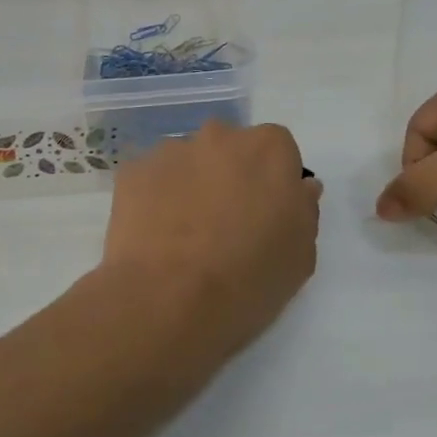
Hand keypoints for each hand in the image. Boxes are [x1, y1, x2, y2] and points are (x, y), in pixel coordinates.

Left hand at [103, 121, 323, 356]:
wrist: (168, 300)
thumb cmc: (248, 279)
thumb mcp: (300, 255)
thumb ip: (304, 209)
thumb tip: (298, 188)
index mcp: (268, 149)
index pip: (278, 151)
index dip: (273, 182)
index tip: (266, 215)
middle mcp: (219, 136)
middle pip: (230, 149)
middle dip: (230, 176)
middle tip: (225, 223)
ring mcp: (171, 150)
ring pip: (188, 161)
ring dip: (191, 185)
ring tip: (184, 235)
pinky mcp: (132, 171)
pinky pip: (151, 179)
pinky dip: (155, 198)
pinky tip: (155, 235)